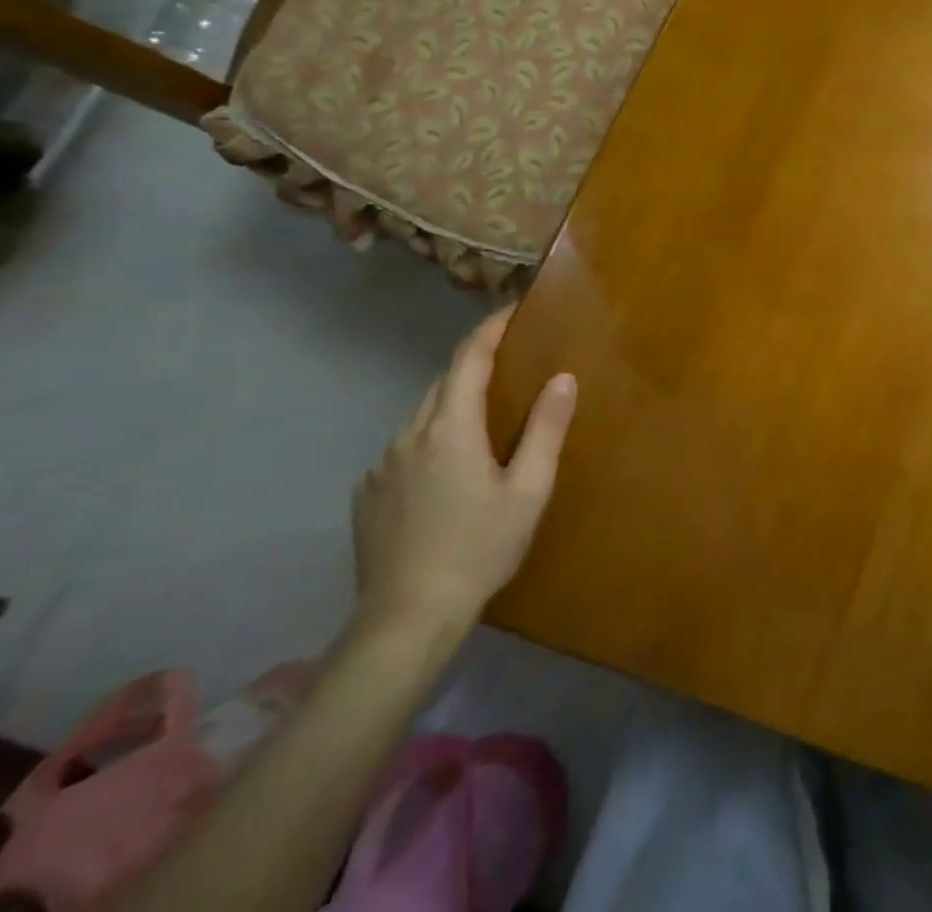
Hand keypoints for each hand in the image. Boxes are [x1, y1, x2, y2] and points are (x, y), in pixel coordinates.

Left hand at [352, 308, 576, 636]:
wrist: (405, 621)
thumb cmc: (479, 549)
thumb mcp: (528, 490)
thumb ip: (546, 429)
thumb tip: (563, 378)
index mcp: (449, 429)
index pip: (468, 359)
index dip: (490, 329)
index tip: (513, 310)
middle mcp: (409, 436)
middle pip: (443, 383)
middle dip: (475, 363)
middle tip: (511, 359)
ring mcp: (382, 467)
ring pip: (422, 416)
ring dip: (453, 402)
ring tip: (484, 413)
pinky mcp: (368, 495)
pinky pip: (405, 448)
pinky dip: (431, 438)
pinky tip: (449, 467)